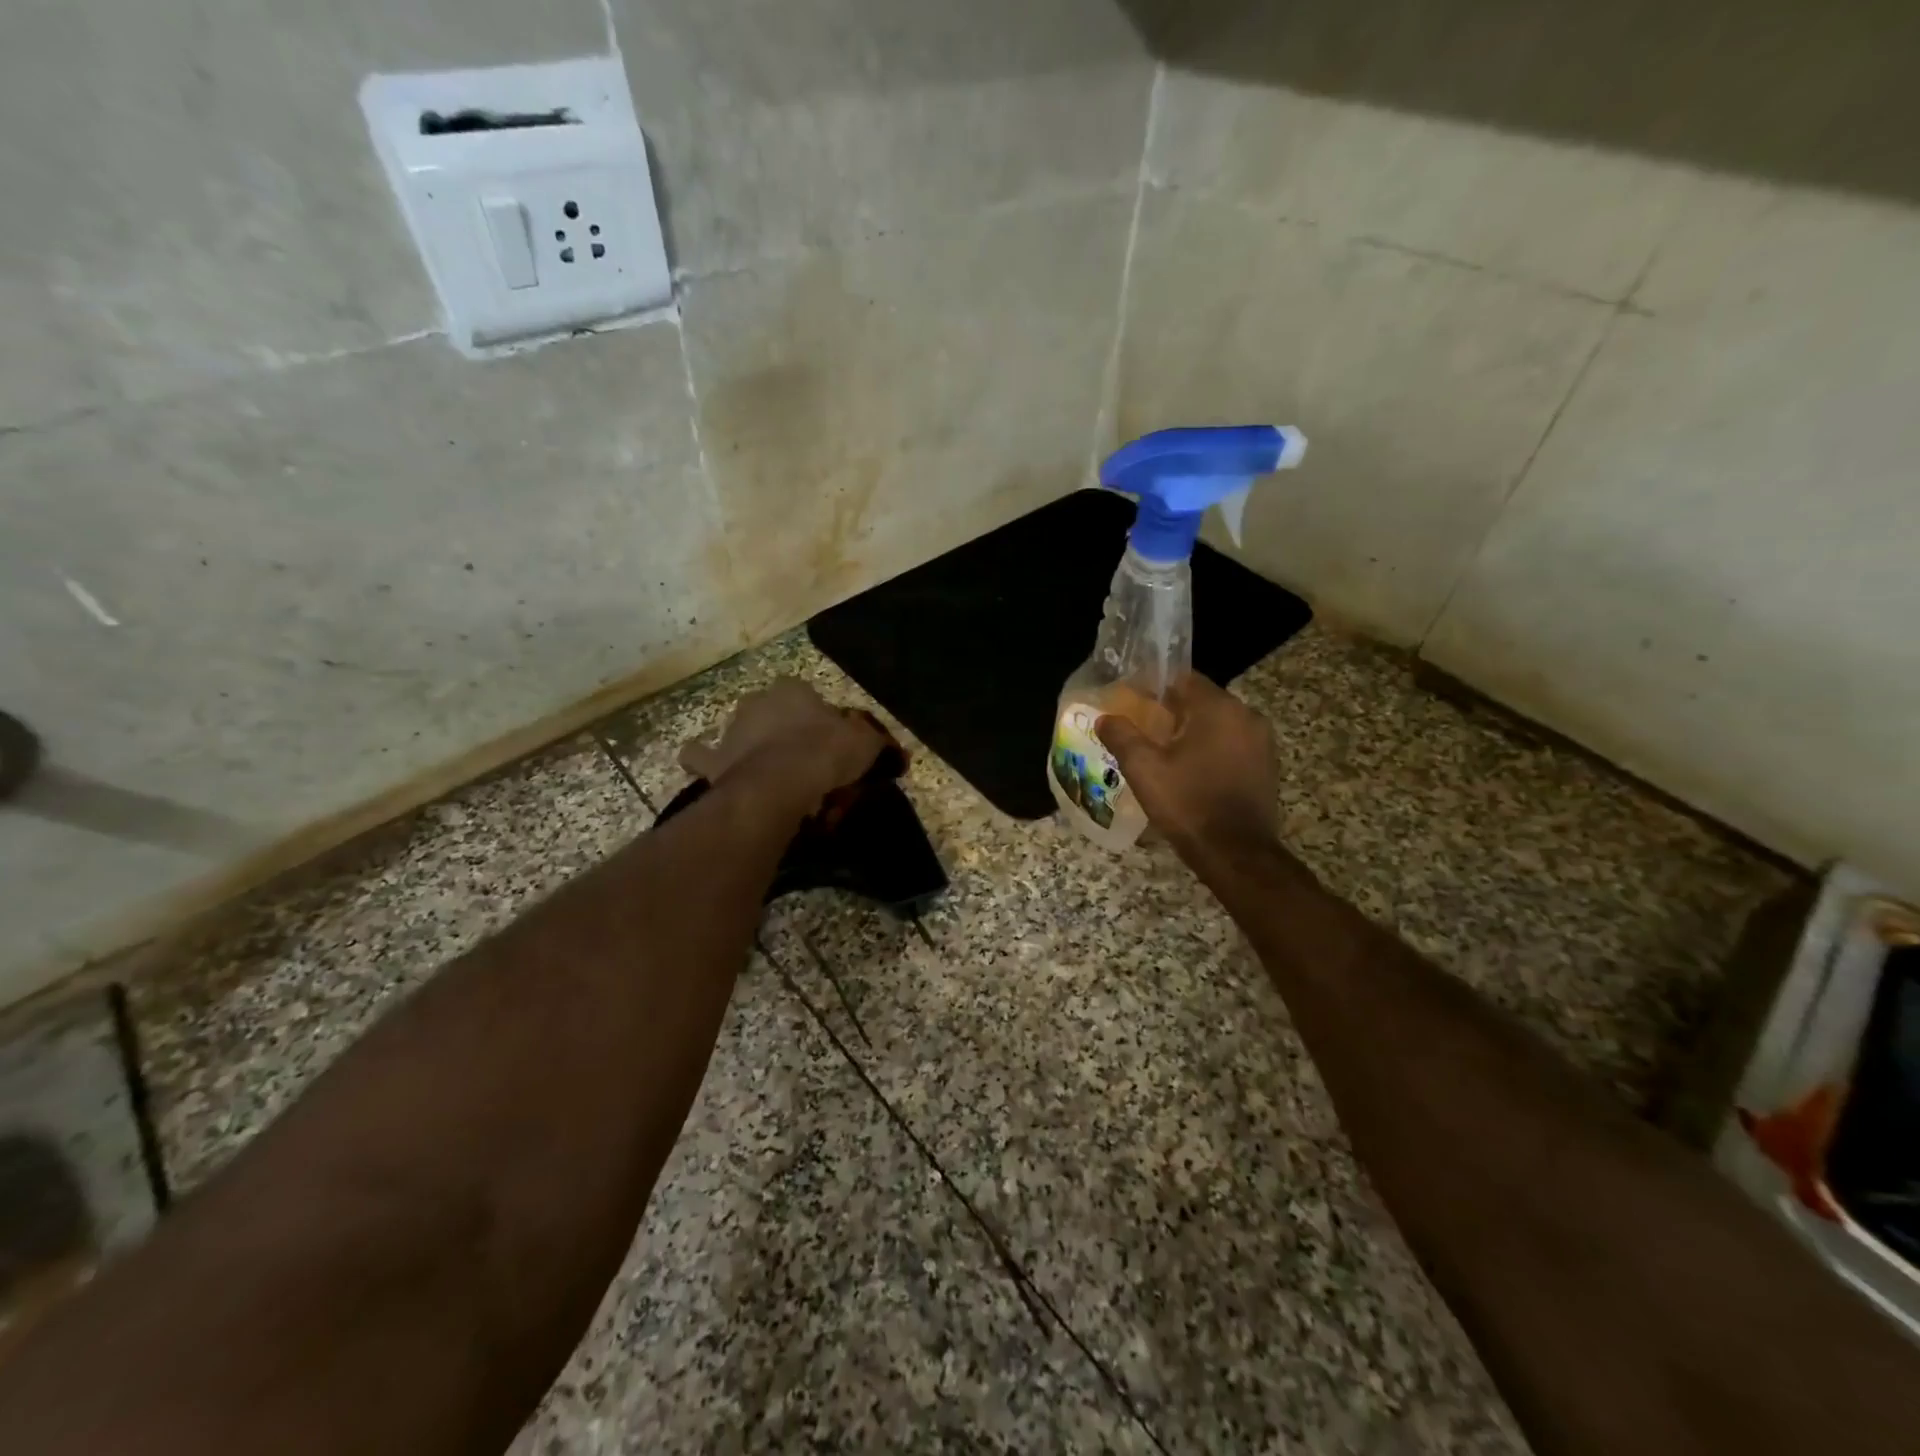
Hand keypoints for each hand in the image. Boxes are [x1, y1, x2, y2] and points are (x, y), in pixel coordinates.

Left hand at [680, 679, 886, 810]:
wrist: (780, 784)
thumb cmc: (825, 754)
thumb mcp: (866, 744)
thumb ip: (877, 743)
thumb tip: (894, 751)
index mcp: (794, 690)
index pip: (808, 694)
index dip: (821, 718)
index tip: (833, 741)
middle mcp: (757, 702)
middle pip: (771, 710)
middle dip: (782, 728)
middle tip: (803, 759)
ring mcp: (731, 731)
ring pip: (737, 731)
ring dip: (746, 745)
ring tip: (765, 770)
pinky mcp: (713, 761)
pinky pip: (702, 758)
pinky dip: (708, 765)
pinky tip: (719, 776)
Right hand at [1095, 674, 1278, 858]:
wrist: (1236, 853)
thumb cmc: (1187, 803)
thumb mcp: (1144, 768)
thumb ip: (1121, 736)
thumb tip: (1105, 718)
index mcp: (1218, 708)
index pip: (1184, 679)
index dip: (1156, 688)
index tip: (1134, 703)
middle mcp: (1246, 716)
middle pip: (1203, 701)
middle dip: (1173, 712)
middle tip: (1145, 730)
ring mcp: (1262, 742)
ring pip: (1219, 724)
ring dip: (1194, 732)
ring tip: (1165, 753)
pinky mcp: (1267, 766)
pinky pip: (1233, 745)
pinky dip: (1212, 750)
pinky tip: (1192, 772)